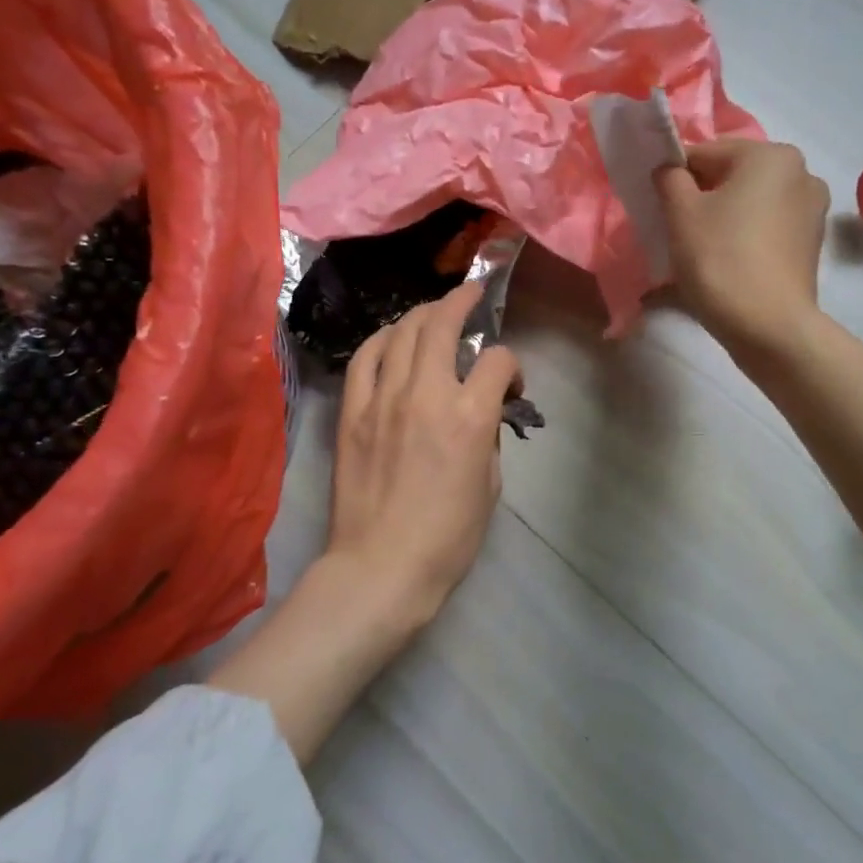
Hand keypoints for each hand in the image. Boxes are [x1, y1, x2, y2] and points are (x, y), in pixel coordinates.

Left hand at [325, 280, 520, 626]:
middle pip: (442, 324)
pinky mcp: (352, 412)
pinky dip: (381, 340)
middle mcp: (426, 394)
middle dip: (461, 301)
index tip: (509, 385)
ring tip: (433, 313)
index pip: (497, 361)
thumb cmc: (447, 538)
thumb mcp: (489, 487)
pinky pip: (365, 358)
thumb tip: (481, 412)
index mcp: (469, 417)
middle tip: (470, 294)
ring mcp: (383, 399)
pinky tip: (391, 339)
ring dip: (422, 314)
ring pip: (401, 332)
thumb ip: (487, 437)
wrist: (381, 567)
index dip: (511, 365)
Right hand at [655, 138, 830, 355]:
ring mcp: (811, 210)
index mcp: (770, 155)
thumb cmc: (720, 260)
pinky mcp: (810, 243)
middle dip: (701, 197)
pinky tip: (726, 263)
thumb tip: (671, 170)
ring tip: (700, 251)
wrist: (768, 327)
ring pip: (749, 203)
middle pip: (731, 176)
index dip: (675, 177)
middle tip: (677, 231)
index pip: (705, 153)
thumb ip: (669, 178)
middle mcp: (800, 172)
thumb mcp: (680, 213)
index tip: (659, 207)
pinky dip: (743, 236)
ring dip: (722, 217)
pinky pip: (765, 227)